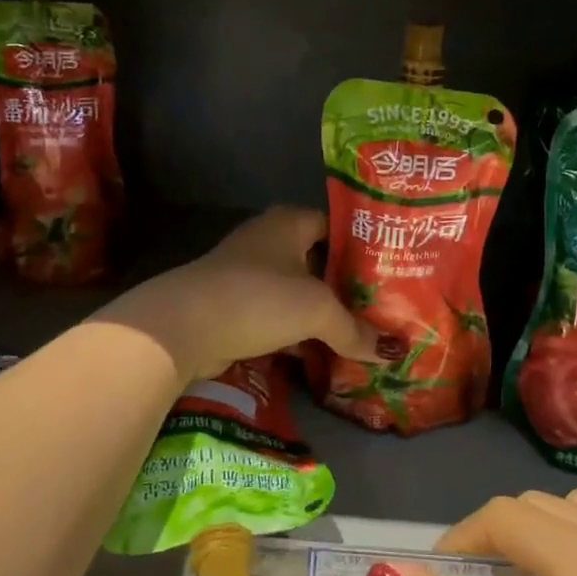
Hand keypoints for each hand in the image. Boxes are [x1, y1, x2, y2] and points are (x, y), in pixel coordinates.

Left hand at [96, 207, 378, 382]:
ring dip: (324, 313)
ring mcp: (249, 275)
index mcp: (289, 222)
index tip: (393, 269)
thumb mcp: (316, 310)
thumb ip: (354, 329)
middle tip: (385, 306)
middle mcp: (269, 241)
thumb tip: (392, 351)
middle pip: (319, 261)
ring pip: (299, 292)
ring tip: (363, 333)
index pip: (337, 226)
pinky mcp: (236, 307)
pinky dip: (299, 333)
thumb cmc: (257, 298)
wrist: (183, 327)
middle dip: (348, 286)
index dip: (365, 246)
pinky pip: (279, 316)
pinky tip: (325, 353)